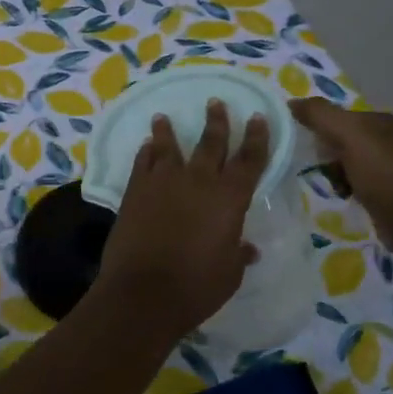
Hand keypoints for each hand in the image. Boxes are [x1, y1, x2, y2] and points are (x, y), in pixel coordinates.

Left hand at [94, 100, 267, 336]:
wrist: (144, 291)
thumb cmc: (196, 286)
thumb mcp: (229, 273)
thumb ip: (238, 253)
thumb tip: (248, 248)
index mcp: (230, 198)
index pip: (250, 159)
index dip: (256, 137)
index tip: (257, 117)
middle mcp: (198, 181)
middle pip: (211, 143)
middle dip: (217, 121)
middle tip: (215, 102)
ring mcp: (163, 182)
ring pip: (169, 146)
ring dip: (167, 130)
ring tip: (163, 116)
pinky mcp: (135, 190)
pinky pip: (142, 162)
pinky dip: (146, 152)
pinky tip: (146, 146)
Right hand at [289, 98, 392, 256]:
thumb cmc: (381, 173)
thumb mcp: (349, 136)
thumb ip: (320, 115)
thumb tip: (291, 102)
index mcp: (379, 120)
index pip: (337, 115)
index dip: (318, 127)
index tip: (305, 143)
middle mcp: (385, 139)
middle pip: (339, 138)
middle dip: (325, 153)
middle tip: (319, 166)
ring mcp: (386, 165)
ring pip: (343, 161)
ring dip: (332, 172)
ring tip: (332, 184)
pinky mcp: (384, 189)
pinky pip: (352, 180)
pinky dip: (343, 187)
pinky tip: (343, 195)